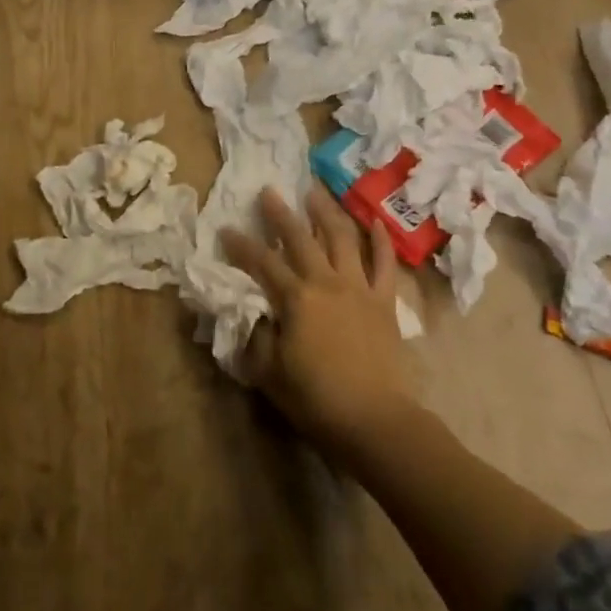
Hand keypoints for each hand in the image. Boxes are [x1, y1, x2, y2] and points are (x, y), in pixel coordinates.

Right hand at [219, 186, 414, 460]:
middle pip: (300, 238)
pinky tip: (374, 220)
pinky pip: (385, 263)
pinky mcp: (384, 301)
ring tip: (314, 192)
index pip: (261, 263)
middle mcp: (326, 282)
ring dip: (326, 212)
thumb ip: (255, 337)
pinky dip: (380, 240)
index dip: (241, 245)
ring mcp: (359, 288)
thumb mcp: (269, 372)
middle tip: (268, 191)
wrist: (375, 419)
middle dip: (280, 214)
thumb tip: (248, 312)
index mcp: (295, 299)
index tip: (226, 229)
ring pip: (342, 239)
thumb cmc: (316, 398)